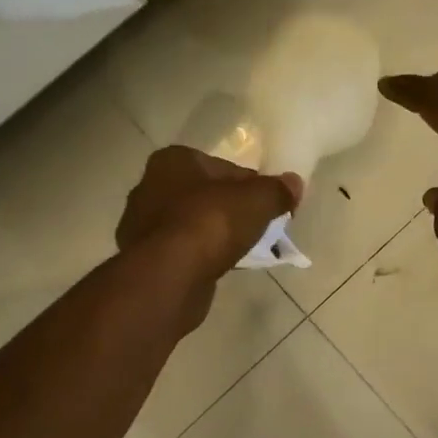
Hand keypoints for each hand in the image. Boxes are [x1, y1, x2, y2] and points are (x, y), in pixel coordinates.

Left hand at [116, 147, 301, 323]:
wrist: (170, 276)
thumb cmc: (212, 222)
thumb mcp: (258, 200)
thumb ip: (278, 190)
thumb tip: (295, 183)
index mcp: (173, 160)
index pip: (223, 167)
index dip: (251, 184)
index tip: (269, 204)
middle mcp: (150, 186)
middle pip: (206, 194)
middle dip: (232, 209)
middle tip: (259, 226)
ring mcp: (142, 225)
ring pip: (193, 223)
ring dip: (216, 234)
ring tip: (244, 249)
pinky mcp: (143, 258)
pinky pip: (183, 250)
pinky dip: (201, 255)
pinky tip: (220, 266)